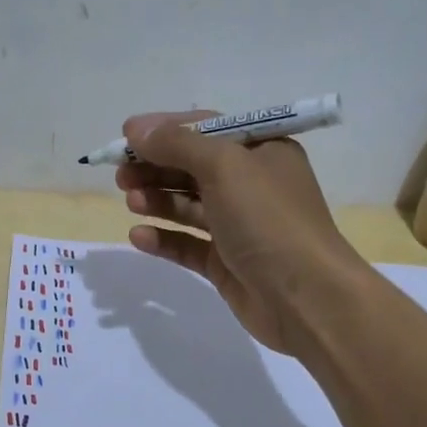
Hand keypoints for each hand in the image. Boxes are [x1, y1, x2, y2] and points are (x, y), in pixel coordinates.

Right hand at [115, 111, 368, 353]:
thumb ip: (178, 144)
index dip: (164, 130)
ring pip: (188, 206)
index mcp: (262, 151)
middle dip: (155, 167)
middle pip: (193, 167)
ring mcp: (239, 226)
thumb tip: (137, 129)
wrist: (306, 297)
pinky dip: (164, 238)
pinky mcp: (227, 262)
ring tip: (130, 201)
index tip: (125, 136)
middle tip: (120, 174)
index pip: (206, 129)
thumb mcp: (225, 167)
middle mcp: (252, 184)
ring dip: (157, 199)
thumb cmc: (268, 219)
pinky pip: (188, 244)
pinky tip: (138, 236)